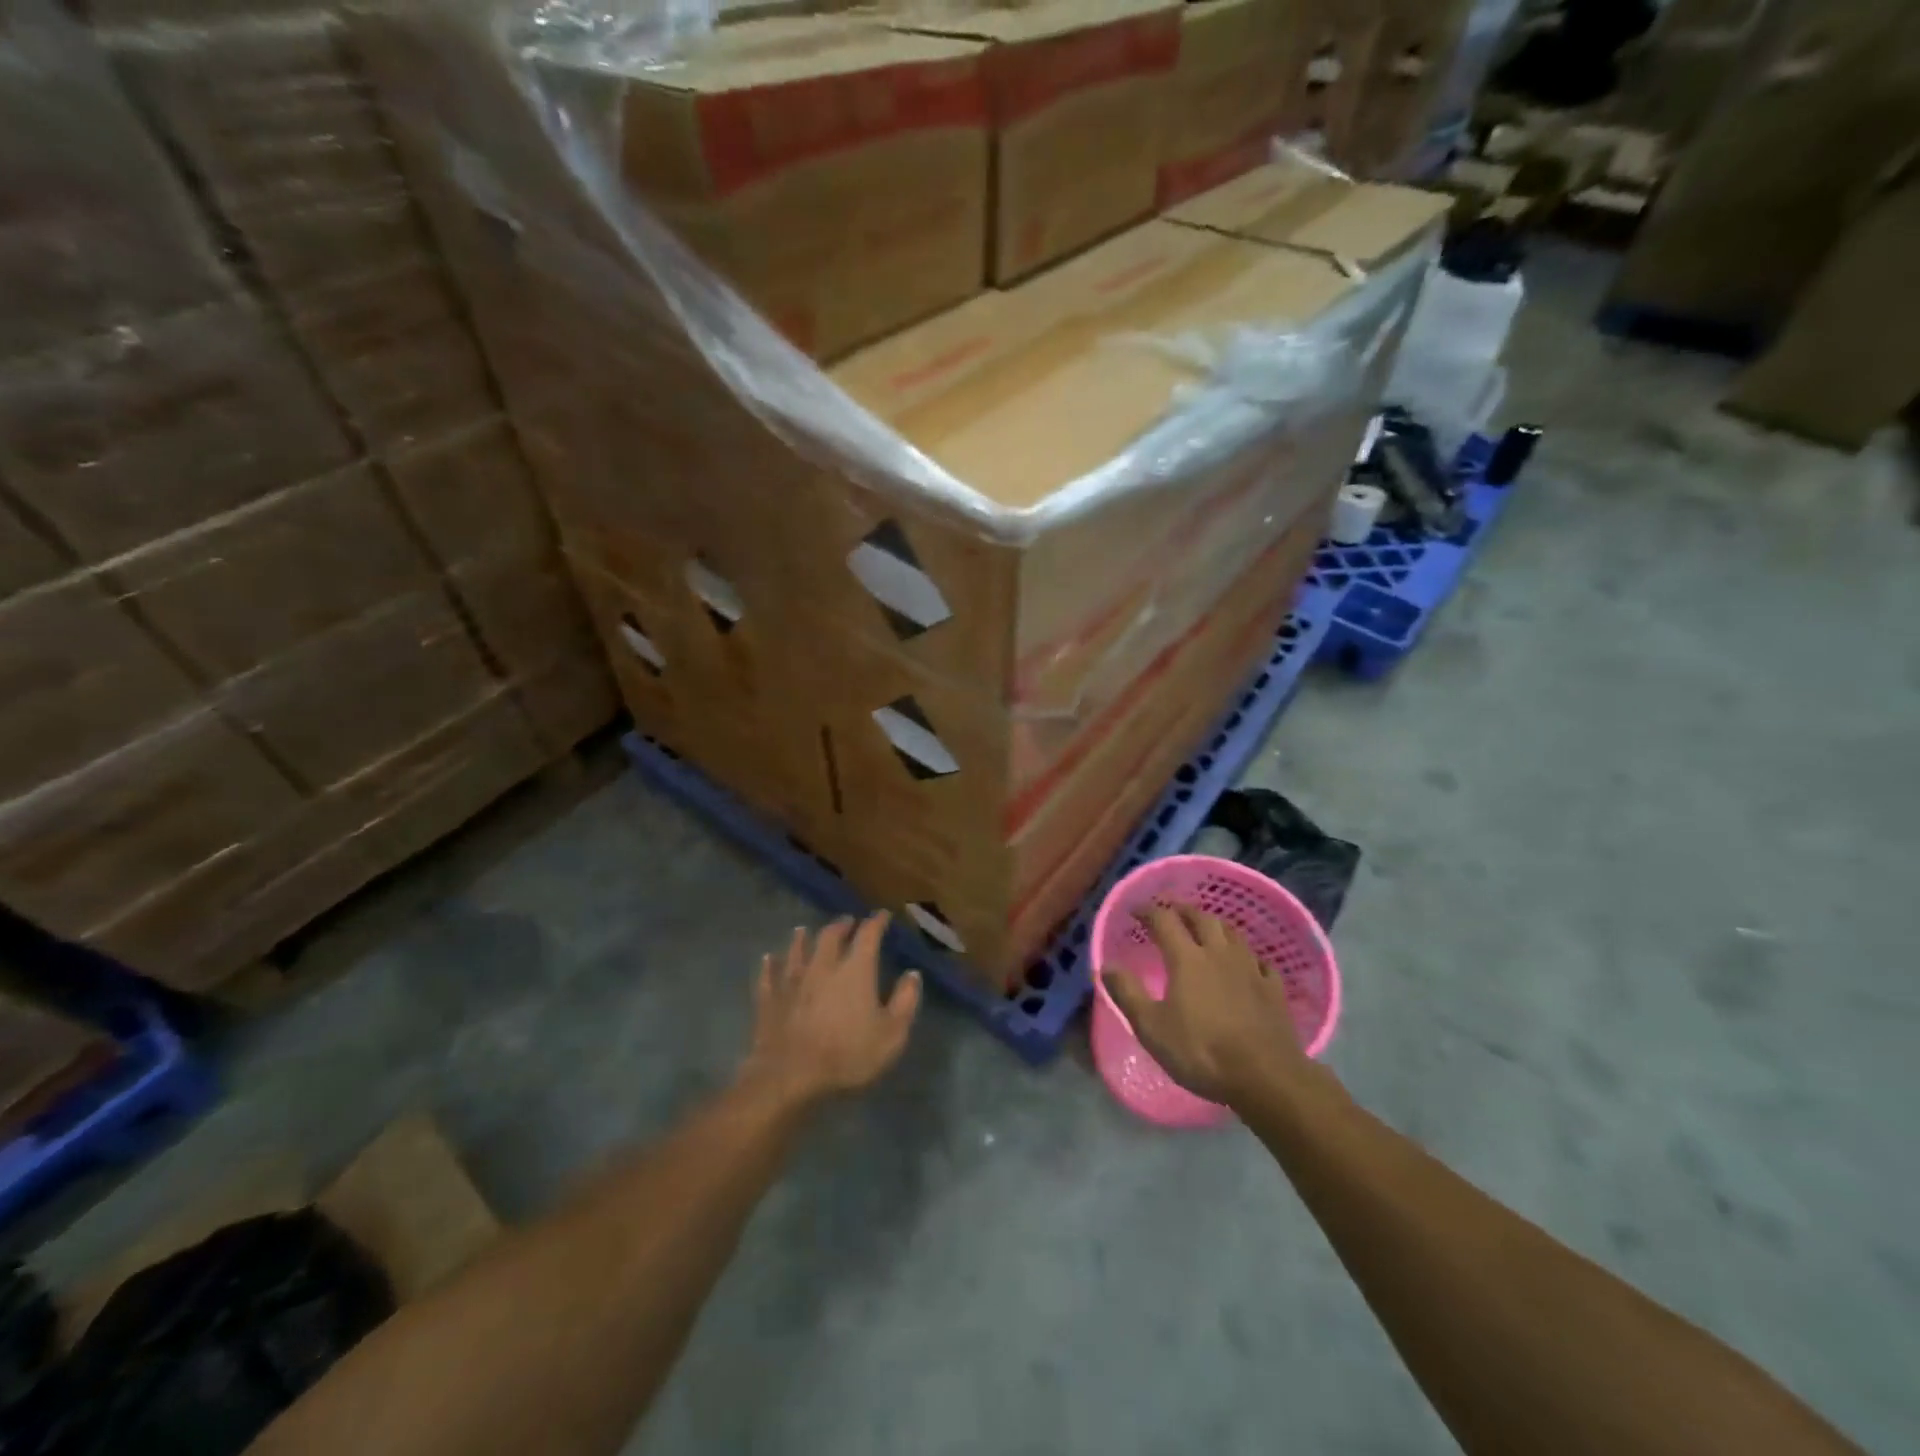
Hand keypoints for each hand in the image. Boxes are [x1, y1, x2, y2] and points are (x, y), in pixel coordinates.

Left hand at [743, 912, 921, 1105]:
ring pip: (796, 950)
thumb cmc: (847, 1055)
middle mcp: (822, 966)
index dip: (876, 923)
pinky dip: (770, 965)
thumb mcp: (891, 1035)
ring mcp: (792, 981)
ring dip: (802, 938)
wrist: (790, 1076)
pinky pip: (769, 975)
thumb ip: (905, 1002)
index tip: (882, 915)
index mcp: (855, 970)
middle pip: (830, 936)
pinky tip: (769, 958)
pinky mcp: (769, 999)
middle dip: (841, 925)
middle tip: (847, 922)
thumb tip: (912, 974)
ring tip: (804, 930)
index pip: (868, 935)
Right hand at [1105, 906, 1307, 1106]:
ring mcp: (1250, 969)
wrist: (1266, 1077)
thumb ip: (1127, 993)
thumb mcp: (1151, 1027)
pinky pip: (1260, 961)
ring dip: (1215, 926)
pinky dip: (1247, 956)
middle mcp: (1219, 953)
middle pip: (1202, 918)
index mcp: (1187, 959)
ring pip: (1232, 934)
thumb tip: (1105, 965)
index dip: (1148, 911)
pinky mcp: (1273, 989)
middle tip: (1172, 911)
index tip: (1135, 910)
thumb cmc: (1201, 1052)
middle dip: (1183, 910)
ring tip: (1206, 929)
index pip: (1164, 920)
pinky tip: (1247, 964)